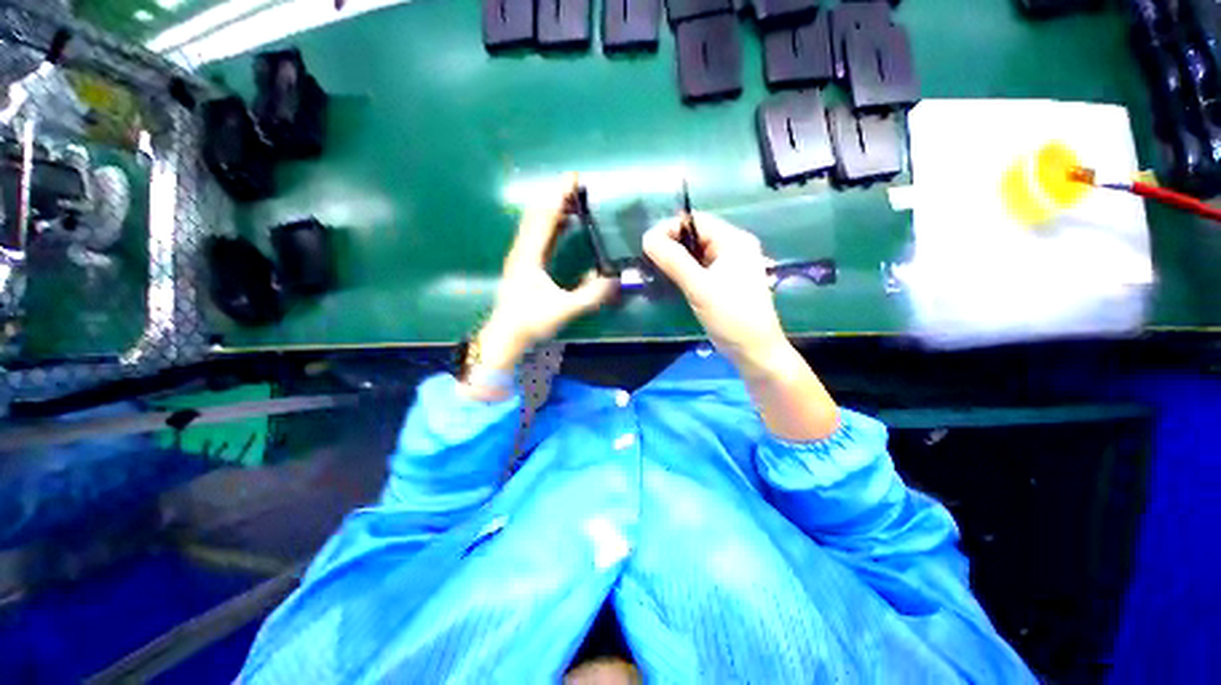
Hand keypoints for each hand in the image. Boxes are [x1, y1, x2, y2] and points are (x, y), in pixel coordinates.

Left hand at [465, 175, 616, 394]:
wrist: (505, 336)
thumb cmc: (531, 321)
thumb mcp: (564, 309)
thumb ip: (591, 296)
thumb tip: (616, 281)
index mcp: (530, 255)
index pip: (546, 217)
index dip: (559, 196)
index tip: (574, 178)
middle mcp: (523, 250)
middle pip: (537, 214)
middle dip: (556, 197)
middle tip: (576, 186)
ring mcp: (521, 256)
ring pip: (535, 223)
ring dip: (553, 209)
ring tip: (572, 201)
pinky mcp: (523, 264)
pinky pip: (537, 235)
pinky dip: (550, 224)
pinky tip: (563, 225)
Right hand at [643, 213, 788, 375]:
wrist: (754, 351)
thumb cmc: (731, 317)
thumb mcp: (699, 288)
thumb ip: (673, 261)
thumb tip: (647, 238)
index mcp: (733, 241)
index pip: (696, 220)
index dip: (670, 228)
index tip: (648, 246)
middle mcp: (734, 247)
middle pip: (696, 234)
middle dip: (672, 243)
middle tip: (650, 260)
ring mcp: (731, 264)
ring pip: (697, 252)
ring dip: (677, 258)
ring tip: (657, 270)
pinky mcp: (726, 280)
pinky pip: (701, 267)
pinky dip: (685, 270)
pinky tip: (672, 280)